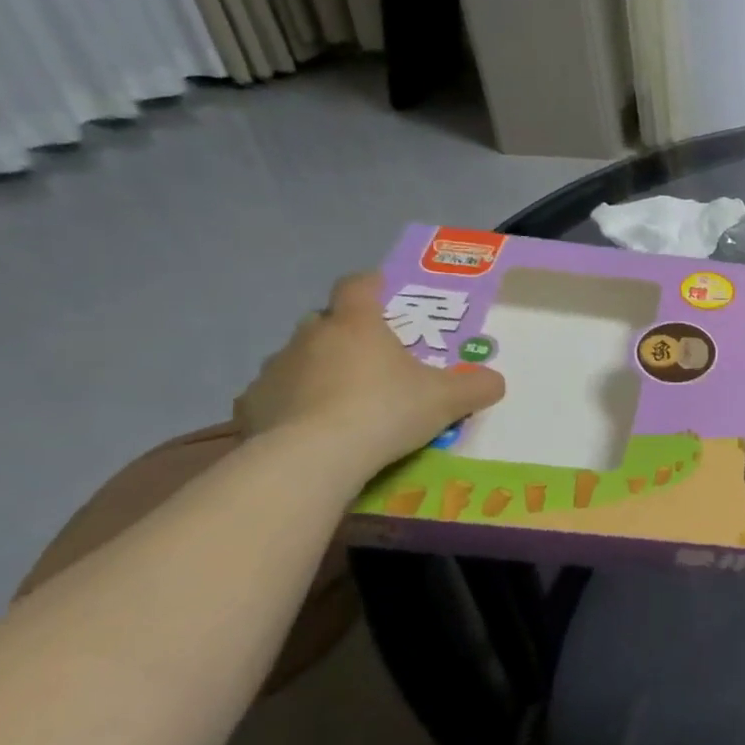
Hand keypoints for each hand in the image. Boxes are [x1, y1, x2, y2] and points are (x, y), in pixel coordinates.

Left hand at [234, 272, 504, 474]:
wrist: (312, 459)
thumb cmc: (385, 411)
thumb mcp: (447, 400)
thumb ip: (476, 386)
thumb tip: (495, 381)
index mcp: (356, 324)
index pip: (358, 285)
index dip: (371, 284)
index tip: (383, 290)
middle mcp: (310, 337)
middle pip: (324, 321)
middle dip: (343, 333)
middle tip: (370, 358)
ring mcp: (274, 370)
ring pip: (296, 359)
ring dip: (315, 371)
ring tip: (338, 401)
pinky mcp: (249, 407)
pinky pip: (272, 398)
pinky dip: (288, 407)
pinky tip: (305, 430)